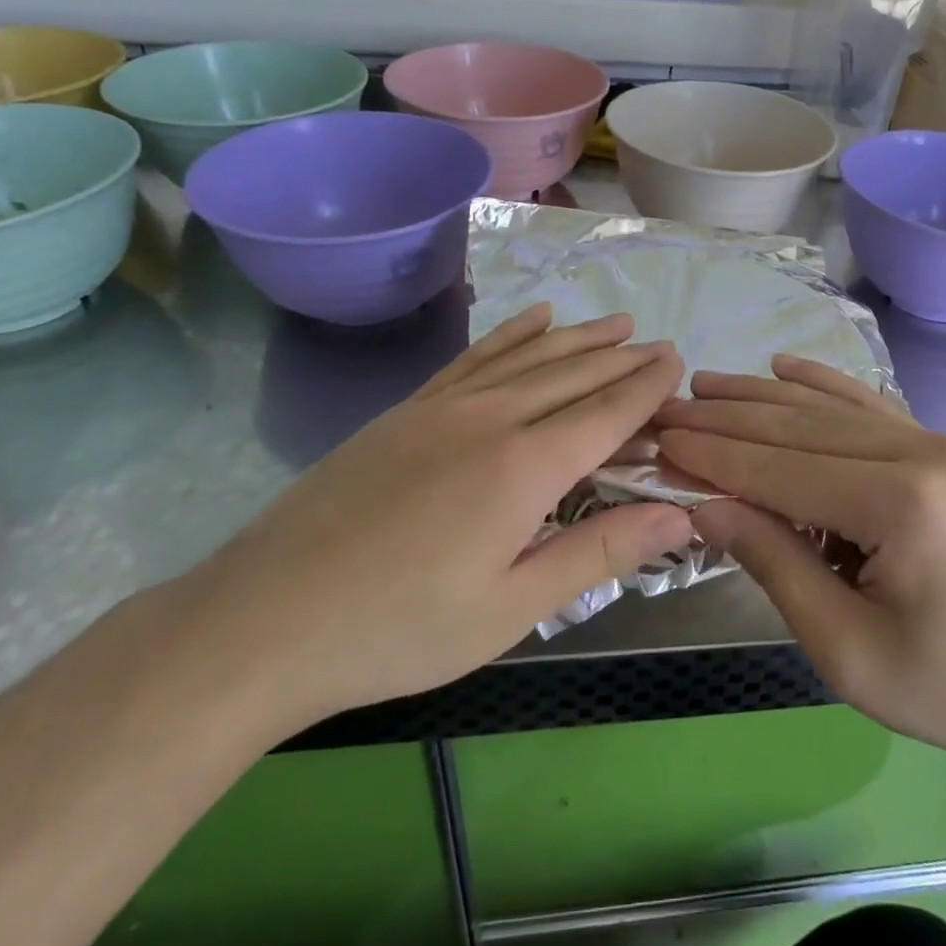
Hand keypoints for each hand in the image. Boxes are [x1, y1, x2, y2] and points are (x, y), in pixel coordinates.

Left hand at [174, 305, 689, 731]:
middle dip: (622, 358)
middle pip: (573, 375)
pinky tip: (535, 317)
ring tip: (615, 322)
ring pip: (529, 356)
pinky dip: (512, 333)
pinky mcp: (408, 409)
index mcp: (525, 467)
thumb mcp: (513, 608)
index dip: (646, 387)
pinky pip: (475, 356)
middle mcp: (491, 417)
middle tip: (660, 343)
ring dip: (578, 337)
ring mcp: (444, 406)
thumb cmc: (400, 628)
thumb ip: (599, 551)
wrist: (266, 619)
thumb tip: (680, 516)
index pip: (606, 412)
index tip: (677, 360)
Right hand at [656, 356, 945, 789]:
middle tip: (667, 408)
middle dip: (726, 419)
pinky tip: (785, 367)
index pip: (779, 468)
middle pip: (799, 427)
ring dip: (763, 397)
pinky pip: (871, 407)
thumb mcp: (848, 650)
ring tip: (705, 383)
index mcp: (900, 502)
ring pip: (831, 409)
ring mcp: (940, 443)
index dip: (713, 457)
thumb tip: (704, 505)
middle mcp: (921, 451)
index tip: (658, 441)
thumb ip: (774, 564)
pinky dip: (822, 386)